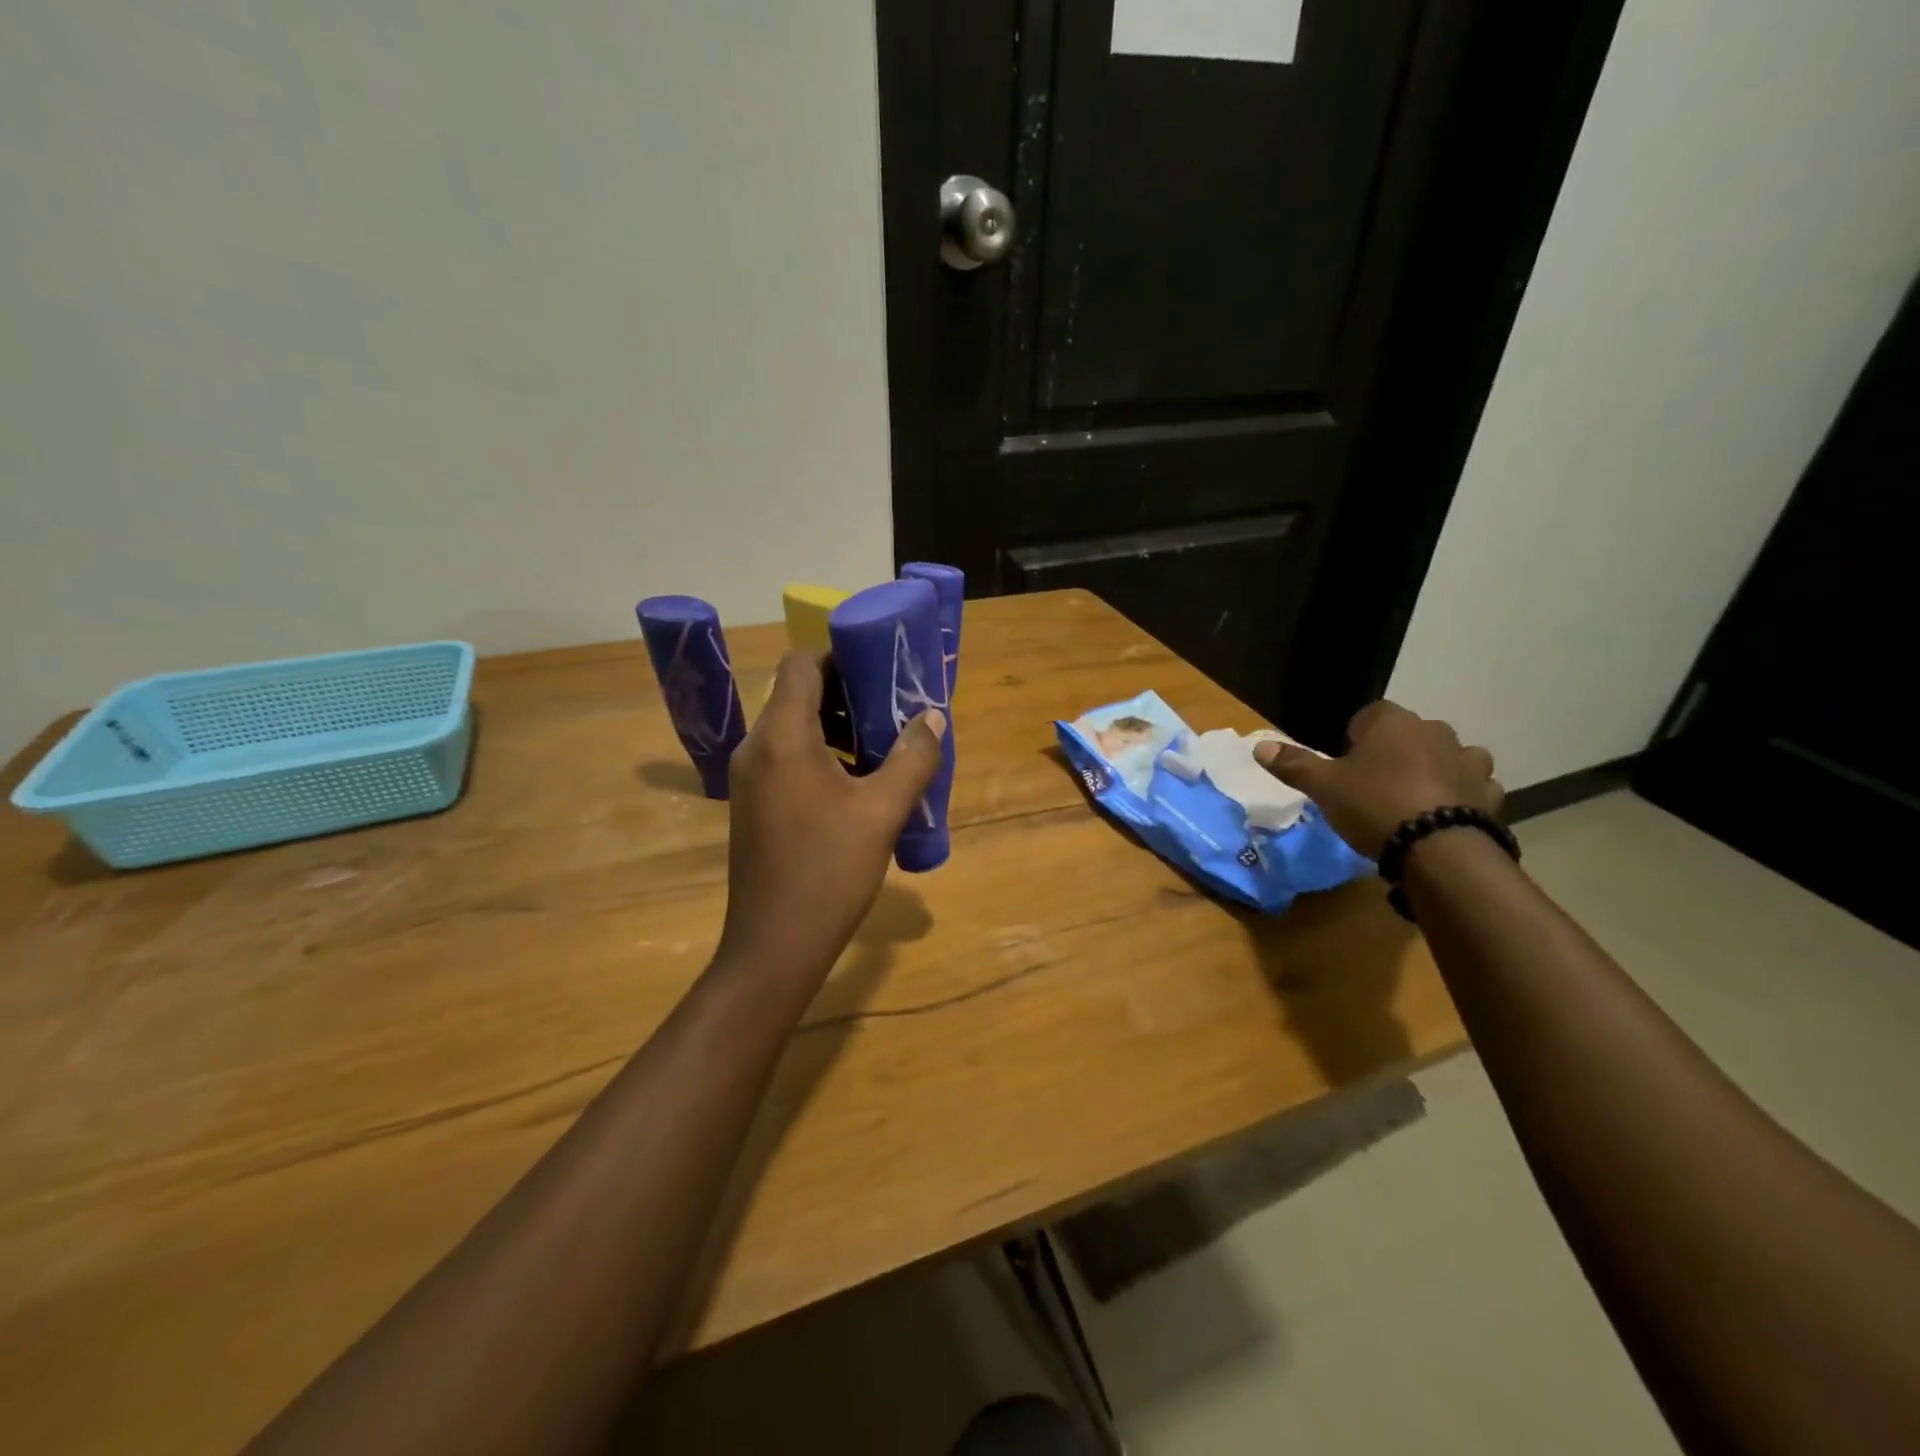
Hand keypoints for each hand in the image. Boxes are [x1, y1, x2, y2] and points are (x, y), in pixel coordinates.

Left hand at [718, 651, 946, 980]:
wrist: (775, 945)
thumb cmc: (830, 870)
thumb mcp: (883, 811)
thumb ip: (912, 758)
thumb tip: (933, 718)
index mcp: (782, 736)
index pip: (800, 664)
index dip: (839, 656)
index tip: (879, 669)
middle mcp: (756, 747)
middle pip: (796, 694)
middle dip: (845, 693)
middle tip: (890, 708)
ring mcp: (748, 778)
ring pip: (790, 728)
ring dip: (834, 726)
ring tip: (880, 747)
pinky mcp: (752, 805)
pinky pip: (784, 758)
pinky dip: (819, 754)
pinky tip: (855, 784)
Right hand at [1255, 700, 1501, 859]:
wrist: (1439, 850)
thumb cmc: (1374, 806)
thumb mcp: (1323, 787)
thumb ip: (1293, 764)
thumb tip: (1258, 746)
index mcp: (1393, 722)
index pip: (1370, 715)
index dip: (1354, 738)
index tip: (1345, 765)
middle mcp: (1436, 731)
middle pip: (1409, 734)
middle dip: (1394, 753)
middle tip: (1373, 786)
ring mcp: (1469, 761)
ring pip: (1447, 757)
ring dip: (1434, 770)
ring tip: (1413, 801)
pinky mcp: (1490, 794)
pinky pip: (1473, 787)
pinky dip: (1460, 796)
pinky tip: (1444, 816)